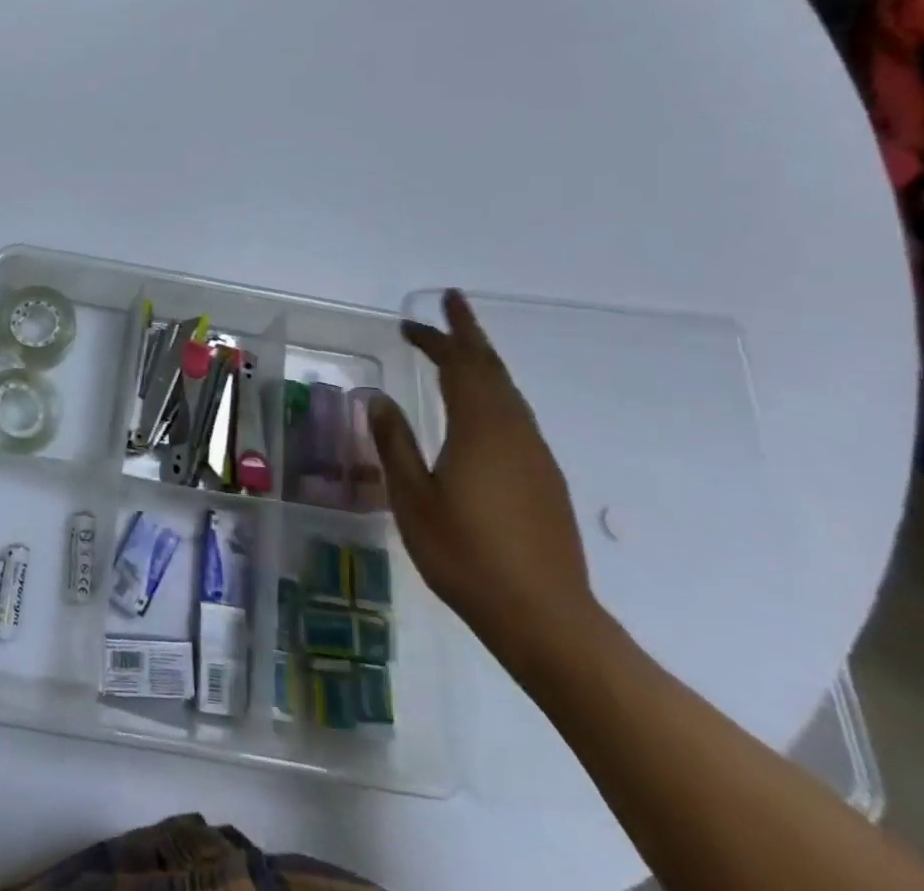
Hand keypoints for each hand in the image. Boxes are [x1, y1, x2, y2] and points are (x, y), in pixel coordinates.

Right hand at [368, 291, 599, 666]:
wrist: (546, 619)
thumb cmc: (467, 556)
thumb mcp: (413, 499)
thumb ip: (394, 444)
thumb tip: (377, 399)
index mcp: (480, 428)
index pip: (459, 365)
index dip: (436, 338)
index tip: (410, 323)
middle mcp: (514, 431)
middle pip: (491, 368)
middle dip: (469, 333)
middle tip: (452, 303)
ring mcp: (535, 455)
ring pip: (508, 391)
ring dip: (483, 362)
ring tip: (460, 349)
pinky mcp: (545, 479)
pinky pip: (516, 415)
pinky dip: (494, 393)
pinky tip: (480, 410)